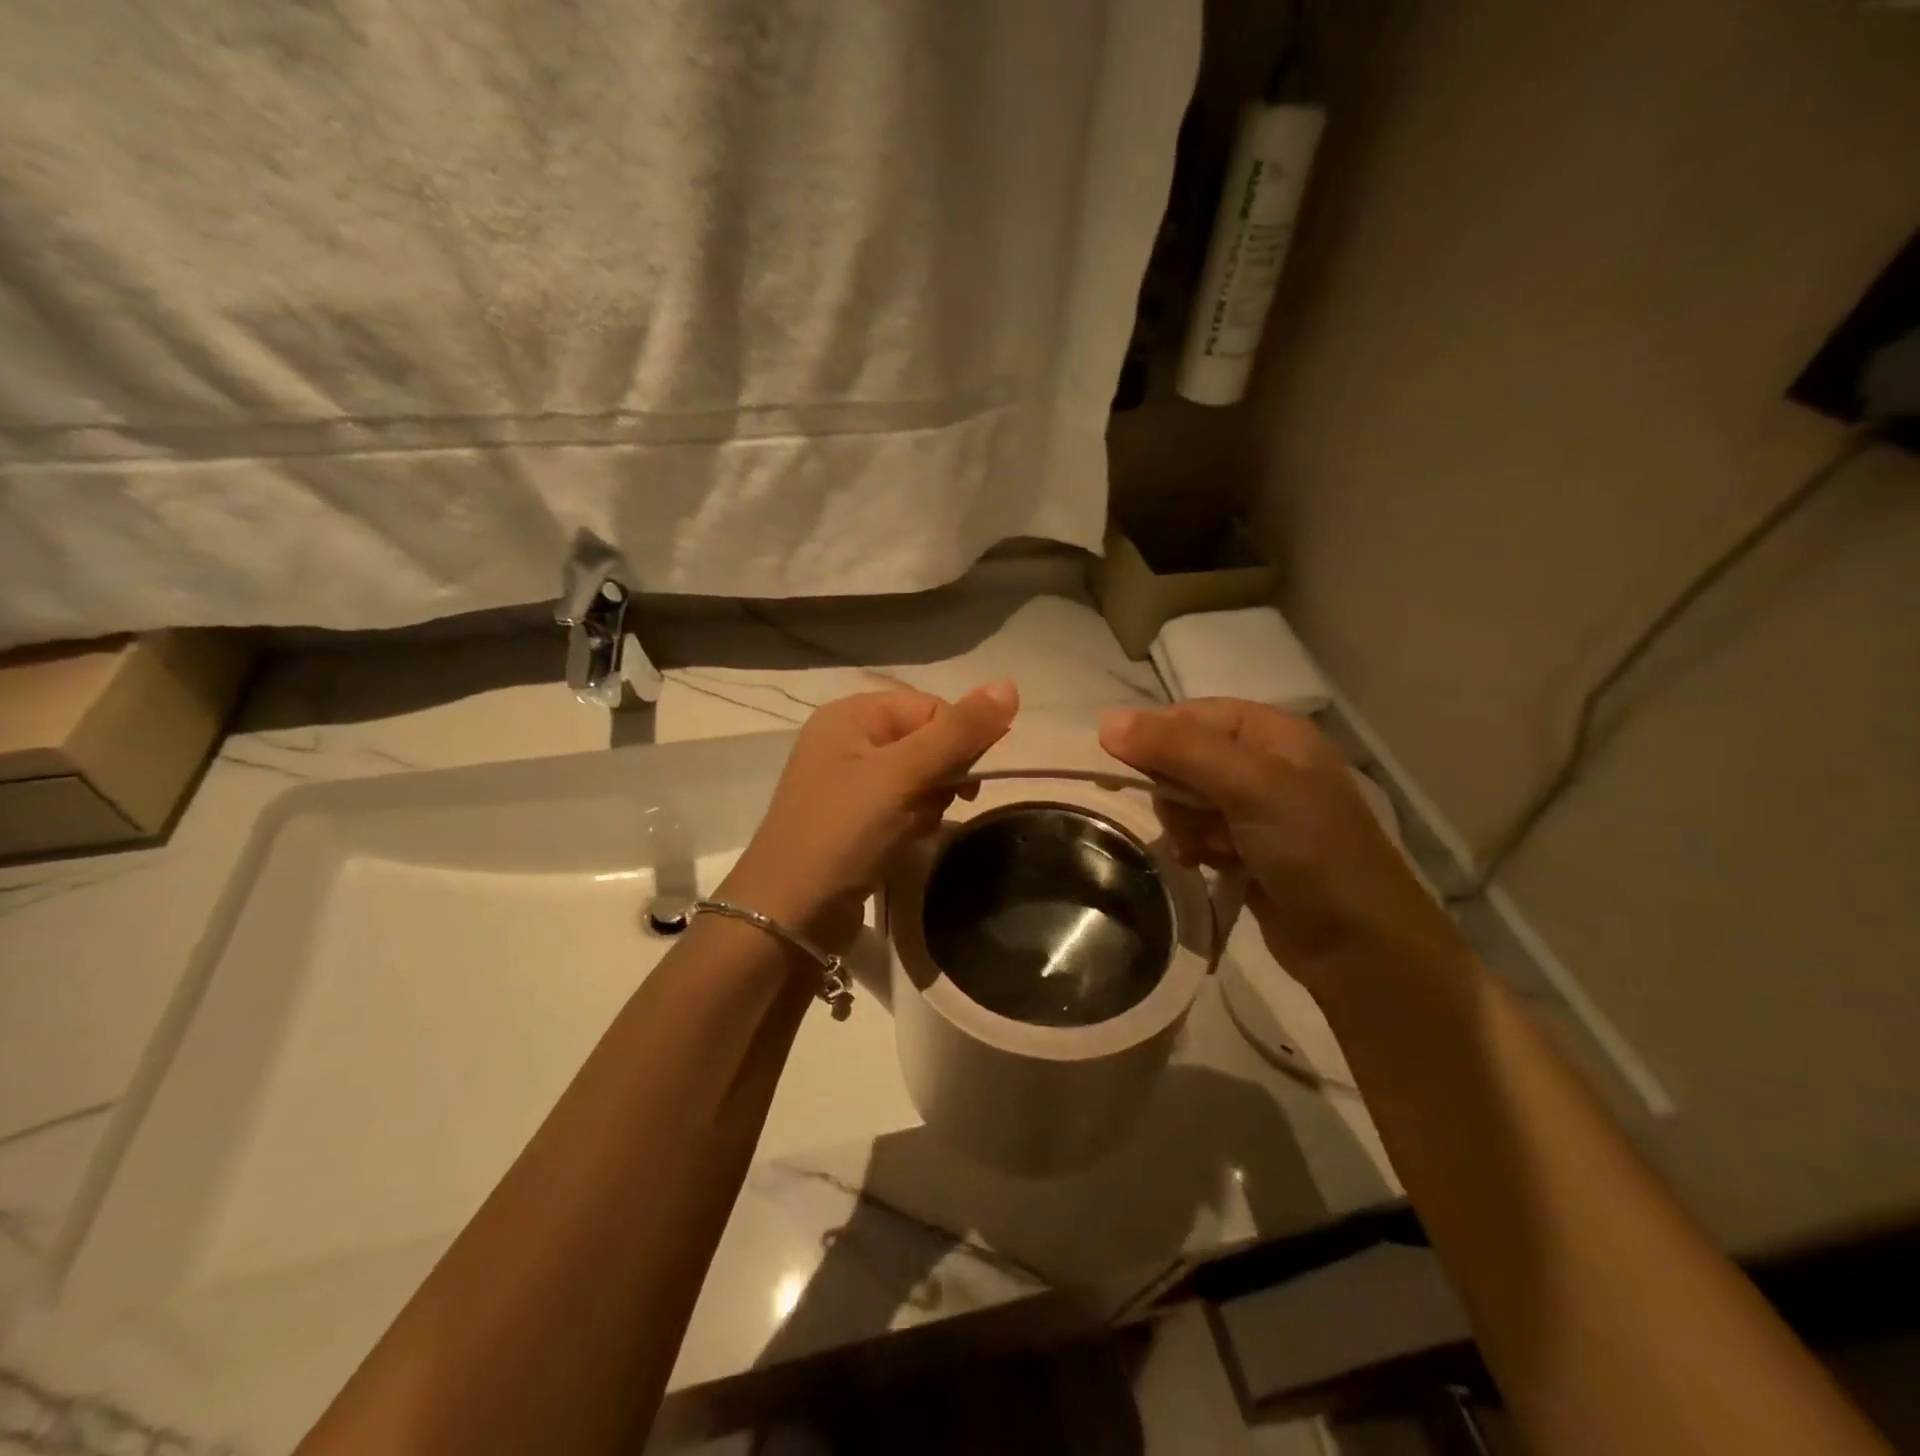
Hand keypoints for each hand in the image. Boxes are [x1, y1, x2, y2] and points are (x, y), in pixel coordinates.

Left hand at [723, 683, 1018, 946]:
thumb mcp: (902, 776)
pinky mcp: (853, 820)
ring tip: (912, 831)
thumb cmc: (843, 833)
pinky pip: (901, 806)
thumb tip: (1009, 684)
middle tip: (932, 808)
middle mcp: (847, 741)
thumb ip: (957, 732)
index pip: (929, 708)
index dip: (956, 740)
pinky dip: (912, 823)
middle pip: (925, 742)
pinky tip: (904, 844)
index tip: (967, 782)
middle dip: (940, 778)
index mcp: (851, 715)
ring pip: (918, 778)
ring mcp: (848, 783)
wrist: (788, 916)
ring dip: (928, 804)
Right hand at [1099, 699, 1463, 987]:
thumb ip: (1179, 749)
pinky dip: (1192, 847)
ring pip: (1183, 799)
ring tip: (1207, 849)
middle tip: (1192, 820)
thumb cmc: (1310, 849)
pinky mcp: (1245, 847)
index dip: (1154, 739)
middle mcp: (1261, 762)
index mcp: (1270, 731)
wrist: (1357, 943)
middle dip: (1175, 792)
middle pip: (1180, 758)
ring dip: (1184, 825)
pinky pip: (1195, 832)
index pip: (1188, 716)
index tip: (1125, 773)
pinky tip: (1202, 863)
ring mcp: (1254, 808)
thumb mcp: (1248, 785)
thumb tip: (1106, 722)